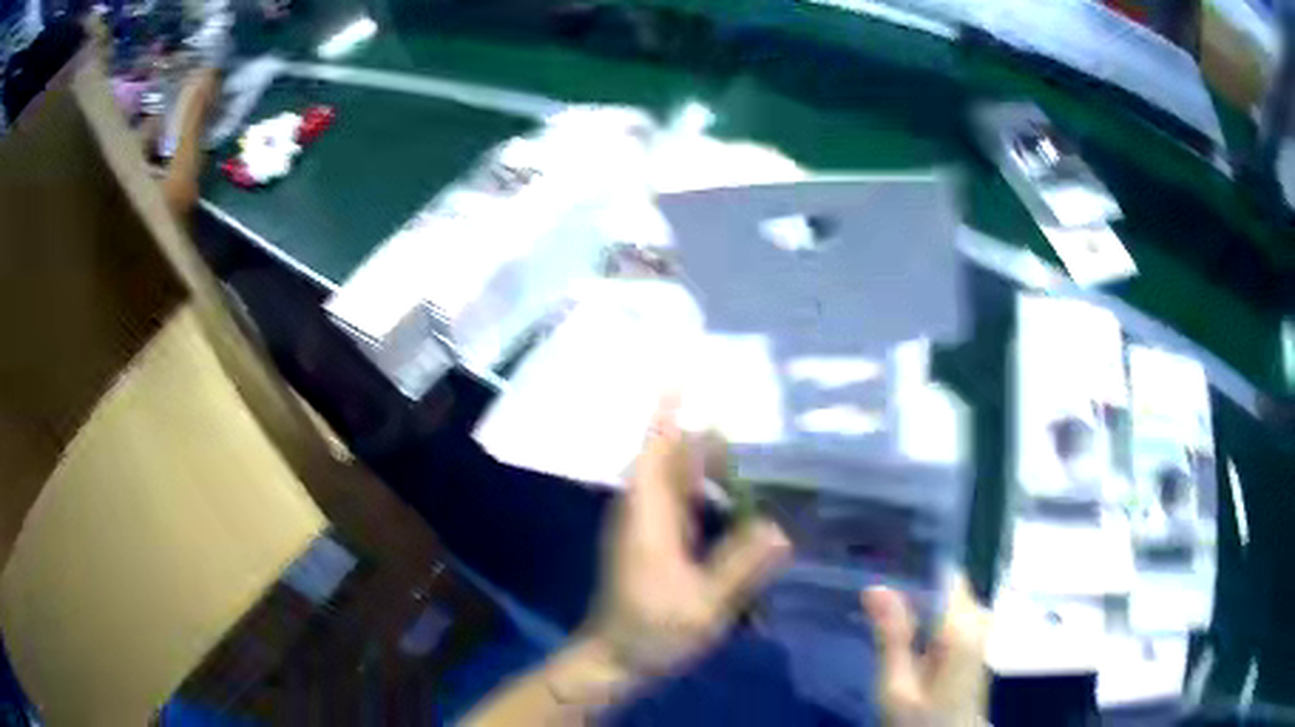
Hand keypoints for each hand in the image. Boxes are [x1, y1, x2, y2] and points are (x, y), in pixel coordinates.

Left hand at [580, 394, 791, 684]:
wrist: (614, 659)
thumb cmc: (653, 630)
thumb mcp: (705, 604)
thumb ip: (742, 566)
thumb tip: (781, 529)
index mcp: (648, 517)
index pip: (655, 452)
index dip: (665, 415)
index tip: (681, 379)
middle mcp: (642, 512)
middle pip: (667, 460)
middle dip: (701, 439)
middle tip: (751, 427)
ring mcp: (643, 528)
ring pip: (672, 482)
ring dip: (704, 467)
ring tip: (751, 461)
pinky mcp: (649, 544)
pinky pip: (676, 503)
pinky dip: (702, 493)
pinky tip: (734, 505)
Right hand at [862, 576, 989, 725]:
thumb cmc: (922, 720)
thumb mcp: (897, 687)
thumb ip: (892, 637)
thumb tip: (876, 587)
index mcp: (963, 626)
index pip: (944, 572)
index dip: (913, 564)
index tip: (881, 562)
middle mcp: (978, 619)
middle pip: (946, 582)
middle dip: (913, 582)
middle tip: (872, 591)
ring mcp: (980, 630)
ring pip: (949, 596)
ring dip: (919, 599)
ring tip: (882, 605)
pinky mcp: (975, 643)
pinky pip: (952, 612)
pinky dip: (928, 614)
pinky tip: (903, 627)